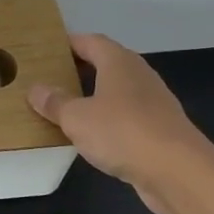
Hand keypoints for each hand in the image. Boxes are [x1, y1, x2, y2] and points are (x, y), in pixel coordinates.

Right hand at [28, 33, 213, 213]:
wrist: (178, 171)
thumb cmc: (122, 132)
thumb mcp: (76, 118)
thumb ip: (55, 102)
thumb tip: (36, 89)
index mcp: (119, 63)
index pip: (91, 41)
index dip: (69, 43)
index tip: (47, 50)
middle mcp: (139, 76)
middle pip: (106, 64)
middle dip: (80, 70)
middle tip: (51, 79)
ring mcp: (153, 103)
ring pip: (117, 92)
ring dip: (95, 97)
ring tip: (66, 108)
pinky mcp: (160, 129)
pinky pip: (127, 117)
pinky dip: (108, 120)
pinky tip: (92, 136)